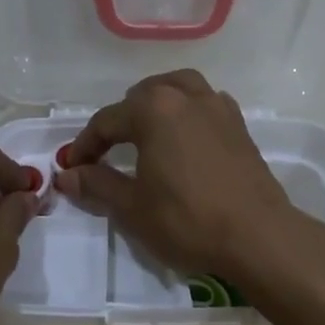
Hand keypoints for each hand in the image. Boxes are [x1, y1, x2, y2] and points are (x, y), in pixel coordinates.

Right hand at [53, 70, 306, 280]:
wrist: (258, 236)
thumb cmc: (187, 220)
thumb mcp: (132, 207)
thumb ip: (97, 184)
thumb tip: (67, 176)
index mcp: (154, 109)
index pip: (107, 121)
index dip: (85, 145)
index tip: (72, 168)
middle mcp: (186, 96)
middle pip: (142, 97)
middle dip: (120, 121)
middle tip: (106, 153)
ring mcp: (218, 107)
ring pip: (177, 89)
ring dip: (156, 105)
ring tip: (145, 132)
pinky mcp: (239, 125)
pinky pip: (205, 104)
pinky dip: (187, 112)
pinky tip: (184, 138)